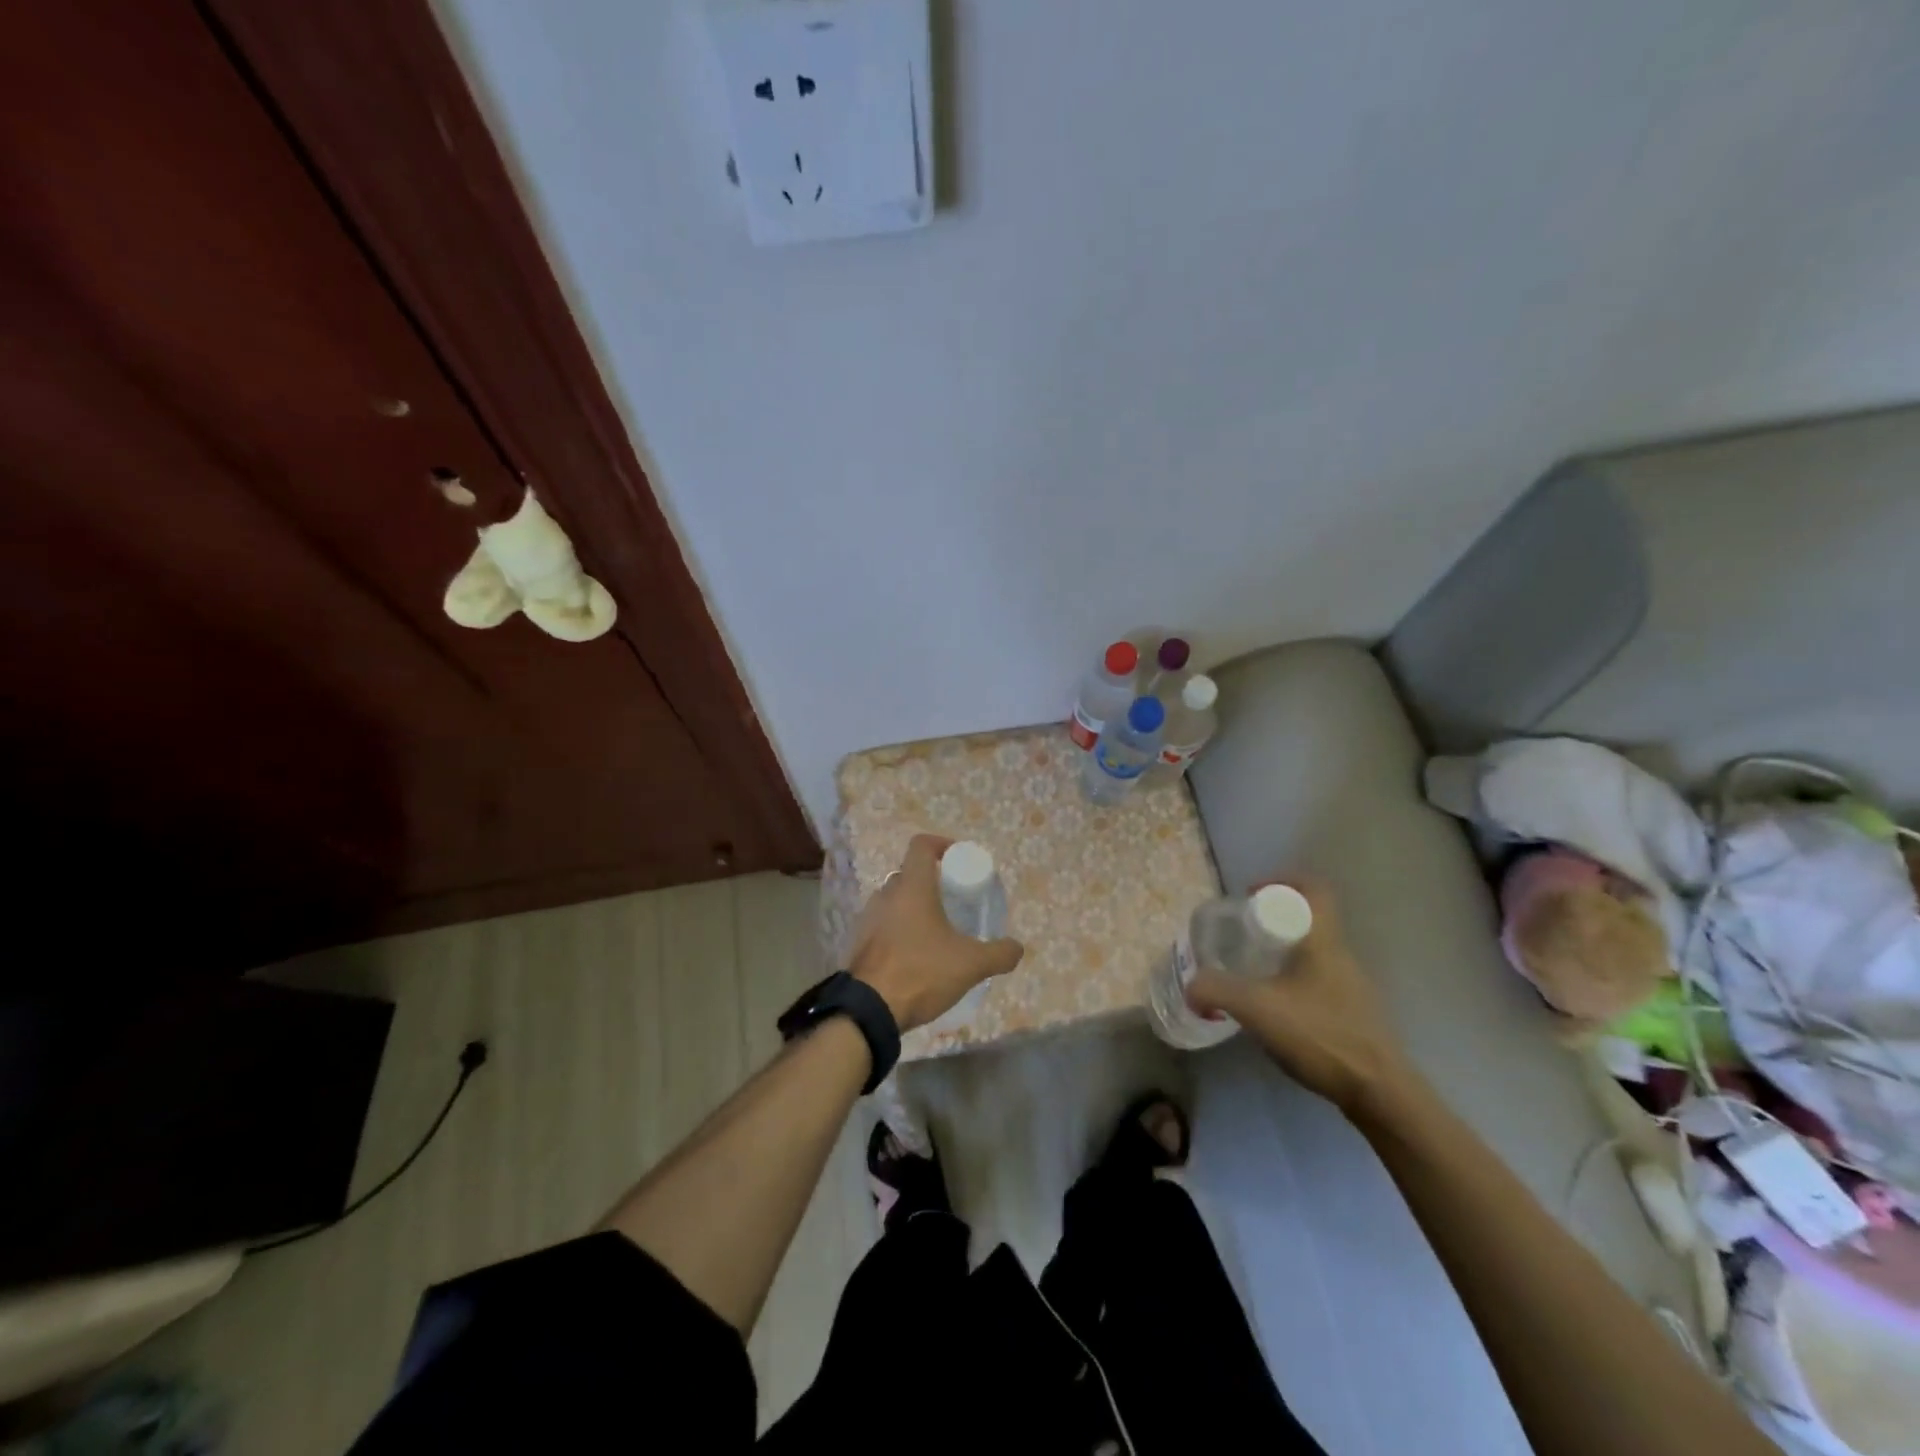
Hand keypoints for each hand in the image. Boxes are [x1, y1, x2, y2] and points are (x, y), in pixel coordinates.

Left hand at [850, 835, 1023, 1032]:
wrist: (867, 1010)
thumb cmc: (921, 972)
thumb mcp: (971, 964)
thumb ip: (999, 953)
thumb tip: (1017, 947)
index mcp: (912, 887)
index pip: (921, 845)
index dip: (941, 844)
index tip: (957, 859)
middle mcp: (886, 895)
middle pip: (909, 874)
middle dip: (931, 882)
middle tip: (952, 901)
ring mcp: (867, 919)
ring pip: (894, 901)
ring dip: (913, 909)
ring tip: (935, 932)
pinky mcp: (858, 943)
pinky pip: (882, 926)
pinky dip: (898, 931)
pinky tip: (914, 956)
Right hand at [1187, 878, 1416, 1116]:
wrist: (1380, 1092)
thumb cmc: (1322, 1035)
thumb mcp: (1257, 1008)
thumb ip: (1217, 990)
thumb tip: (1191, 986)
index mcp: (1323, 941)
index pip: (1313, 889)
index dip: (1282, 880)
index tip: (1251, 894)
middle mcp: (1341, 956)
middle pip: (1309, 920)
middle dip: (1274, 920)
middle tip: (1241, 936)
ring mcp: (1351, 987)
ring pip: (1313, 953)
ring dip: (1283, 954)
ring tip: (1251, 974)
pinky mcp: (1354, 1015)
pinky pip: (1318, 982)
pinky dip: (1293, 983)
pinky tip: (1275, 1010)